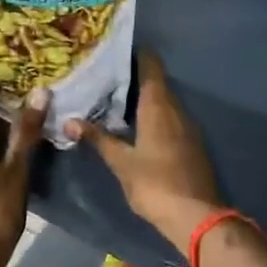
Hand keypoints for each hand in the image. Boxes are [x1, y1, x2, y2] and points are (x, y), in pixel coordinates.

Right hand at [65, 51, 222, 255]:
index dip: (136, 54)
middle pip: (157, 83)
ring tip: (115, 99)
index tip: (115, 50)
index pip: (151, 66)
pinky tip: (136, 126)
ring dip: (143, 98)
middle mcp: (177, 109)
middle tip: (105, 76)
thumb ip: (98, 139)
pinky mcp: (191, 144)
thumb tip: (68, 121)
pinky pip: (170, 119)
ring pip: (164, 102)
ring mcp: (188, 127)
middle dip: (134, 78)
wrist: (197, 217)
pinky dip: (154, 116)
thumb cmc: (155, 184)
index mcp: (159, 106)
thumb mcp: (121, 162)